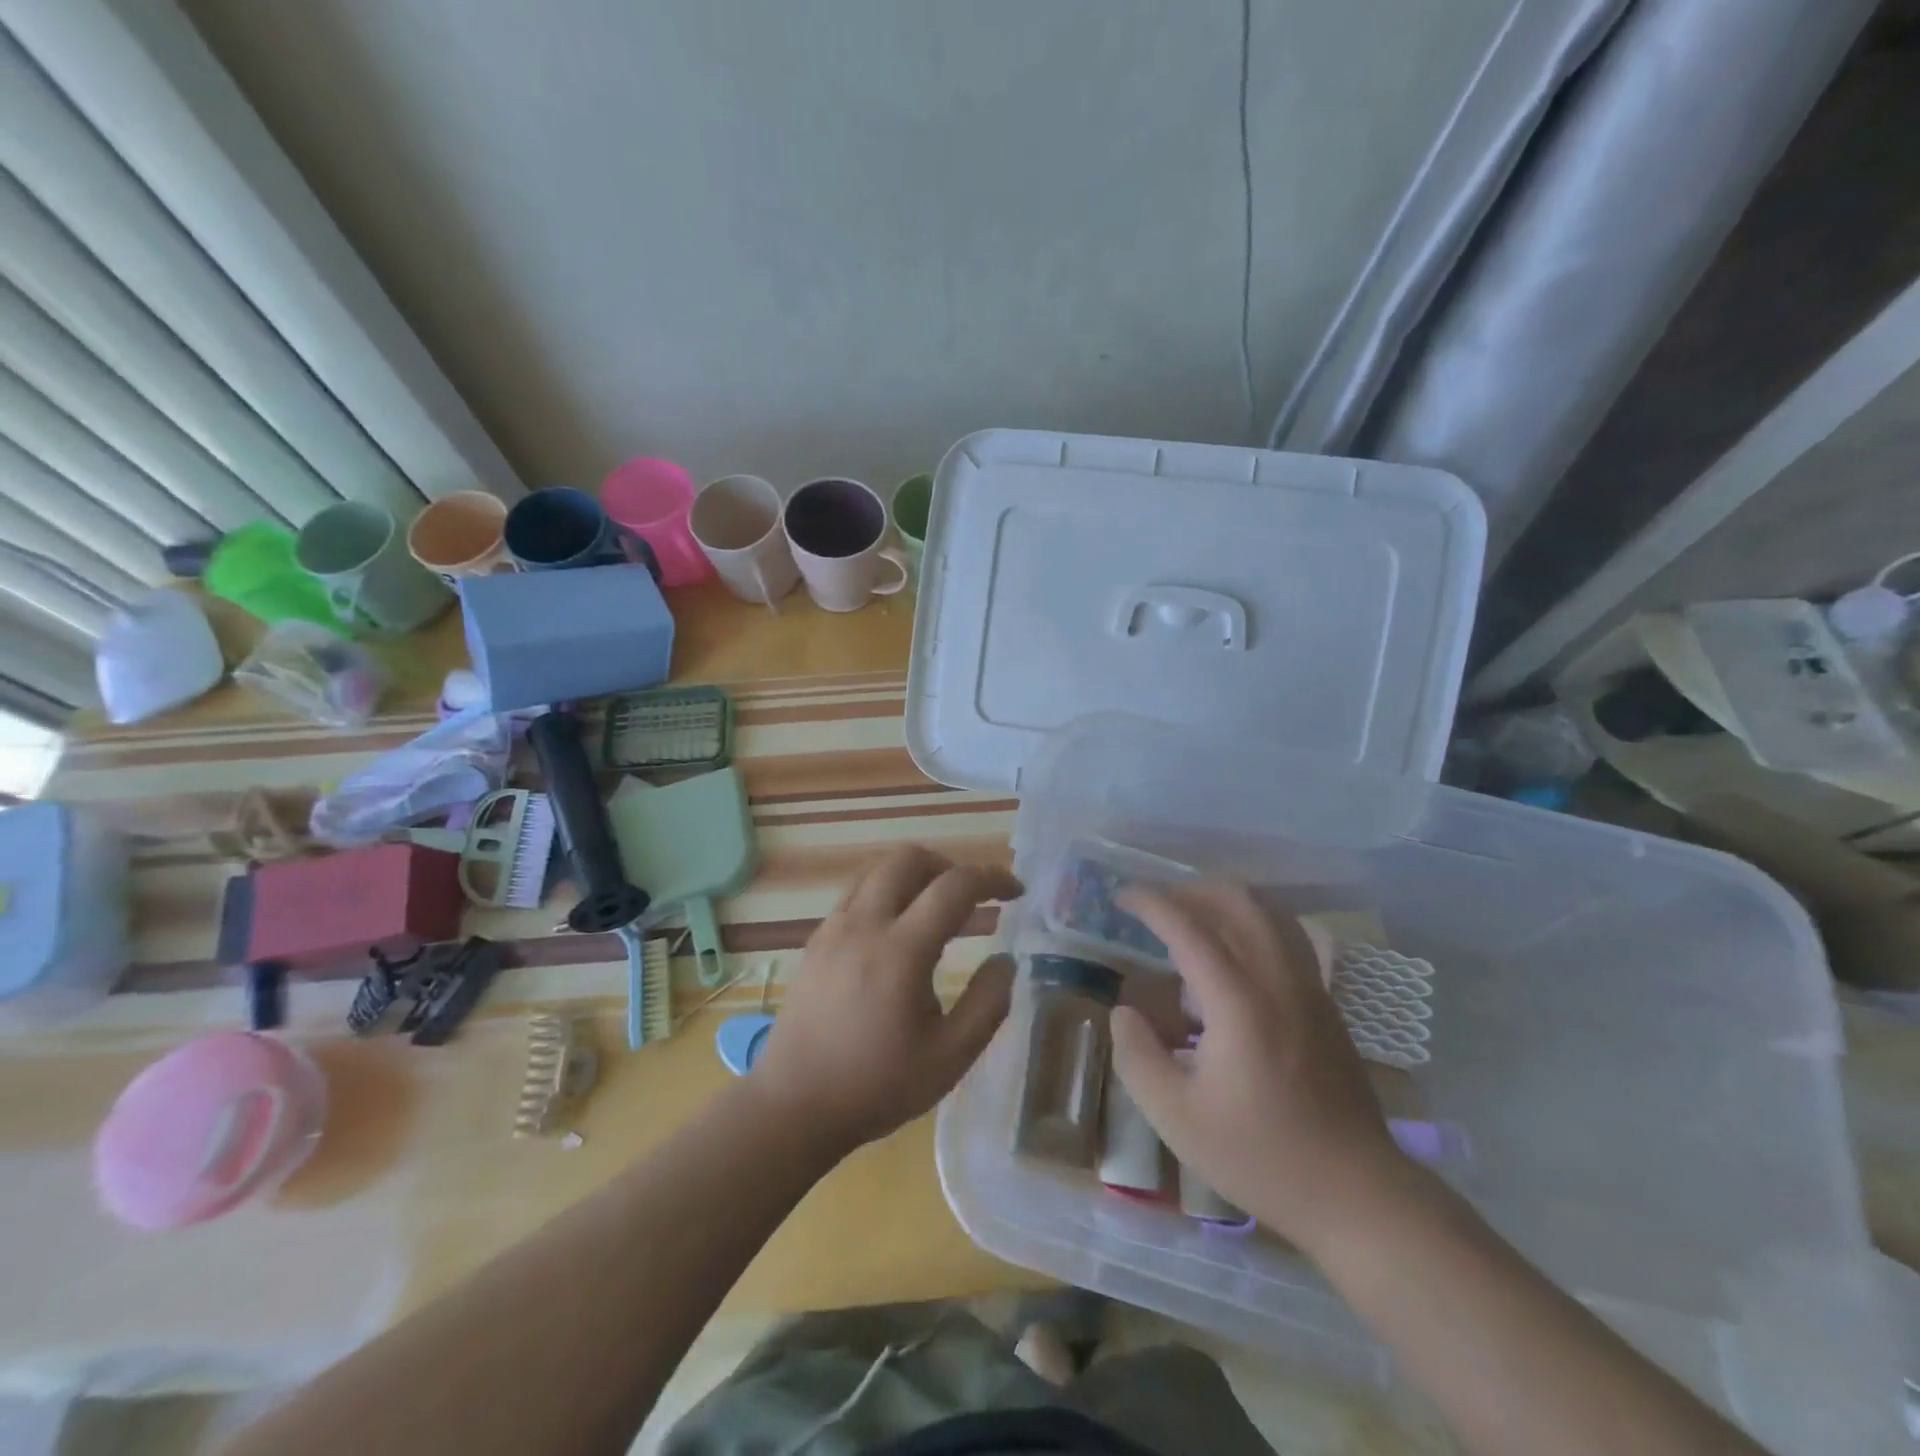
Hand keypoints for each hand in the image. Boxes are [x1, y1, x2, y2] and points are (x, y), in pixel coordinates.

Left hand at [749, 845, 1021, 1155]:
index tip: (1015, 891)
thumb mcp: (949, 1058)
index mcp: (900, 950)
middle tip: (971, 898)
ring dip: (914, 875)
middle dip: (948, 865)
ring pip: (877, 869)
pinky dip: (886, 894)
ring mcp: (833, 928)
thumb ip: (987, 1004)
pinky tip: (896, 935)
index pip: (954, 886)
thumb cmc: (876, 1086)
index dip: (991, 878)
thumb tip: (1006, 961)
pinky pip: (855, 894)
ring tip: (935, 910)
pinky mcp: (815, 941)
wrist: (793, 1107)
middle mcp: (863, 924)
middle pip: (908, 857)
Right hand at [1108, 883, 1411, 1258]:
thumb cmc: (1261, 1157)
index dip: (1151, 904)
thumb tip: (1124, 1012)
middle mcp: (1278, 980)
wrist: (1357, 1195)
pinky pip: (1288, 938)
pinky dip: (1252, 926)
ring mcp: (1310, 989)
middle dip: (1192, 890)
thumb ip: (1138, 1056)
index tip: (1121, 897)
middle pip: (1239, 903)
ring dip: (1227, 902)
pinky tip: (1232, 959)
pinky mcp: (1326, 1005)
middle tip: (1157, 905)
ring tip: (1193, 919)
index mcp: (1239, 1003)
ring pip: (1270, 914)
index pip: (1189, 929)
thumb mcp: (1177, 1117)